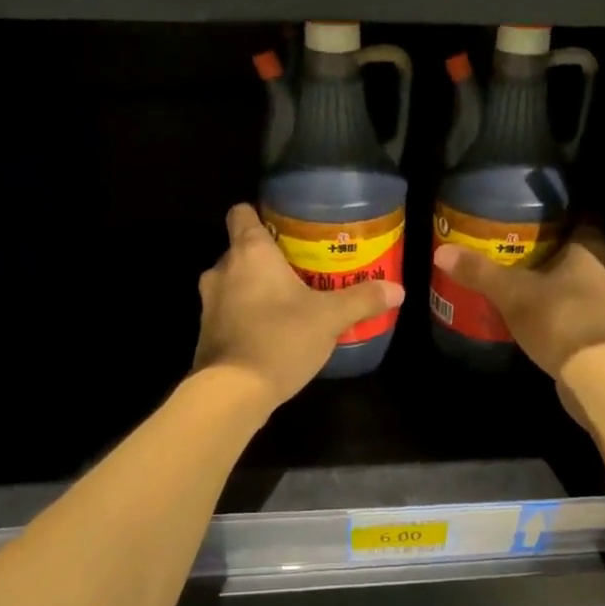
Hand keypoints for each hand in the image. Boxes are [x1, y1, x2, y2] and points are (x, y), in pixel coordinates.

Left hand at [194, 205, 404, 408]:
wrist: (232, 393)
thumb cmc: (280, 338)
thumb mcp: (330, 318)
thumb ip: (362, 300)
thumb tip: (397, 290)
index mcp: (249, 252)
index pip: (241, 213)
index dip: (260, 214)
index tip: (285, 226)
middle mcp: (222, 269)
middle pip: (241, 250)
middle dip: (267, 258)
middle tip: (301, 268)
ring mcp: (209, 303)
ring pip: (234, 282)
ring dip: (256, 289)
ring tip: (290, 301)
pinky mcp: (207, 333)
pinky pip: (230, 312)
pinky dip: (247, 315)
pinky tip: (274, 331)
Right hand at [431, 230, 604, 394]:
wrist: (599, 377)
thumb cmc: (559, 319)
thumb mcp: (512, 294)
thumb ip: (480, 272)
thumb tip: (441, 252)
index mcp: (588, 250)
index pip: (574, 221)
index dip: (550, 219)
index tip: (524, 221)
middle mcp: (603, 272)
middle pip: (571, 255)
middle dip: (544, 255)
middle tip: (510, 253)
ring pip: (572, 286)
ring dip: (549, 286)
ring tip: (515, 285)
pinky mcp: (600, 335)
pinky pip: (572, 313)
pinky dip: (554, 313)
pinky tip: (532, 319)